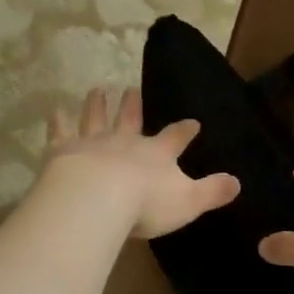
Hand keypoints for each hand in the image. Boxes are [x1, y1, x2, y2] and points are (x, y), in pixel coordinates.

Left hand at [46, 87, 239, 238]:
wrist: (98, 199)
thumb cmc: (146, 203)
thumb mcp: (189, 201)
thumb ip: (213, 192)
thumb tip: (238, 183)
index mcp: (158, 154)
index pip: (176, 137)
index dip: (185, 130)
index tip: (193, 122)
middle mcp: (126, 141)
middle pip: (131, 119)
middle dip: (133, 106)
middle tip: (131, 89)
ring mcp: (94, 143)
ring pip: (96, 118)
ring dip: (97, 104)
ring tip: (97, 90)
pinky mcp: (64, 151)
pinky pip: (61, 132)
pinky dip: (58, 121)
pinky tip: (55, 110)